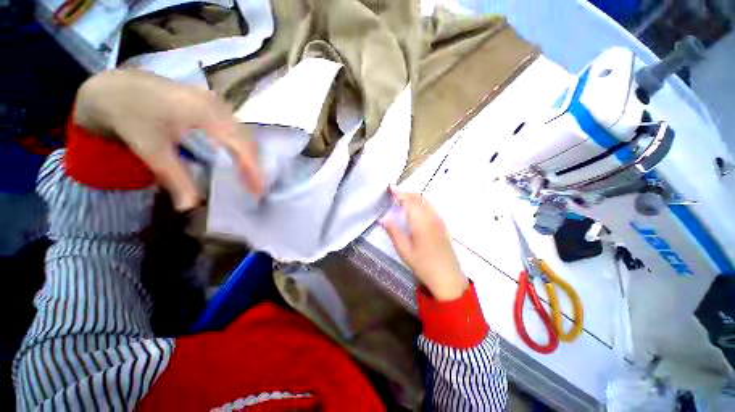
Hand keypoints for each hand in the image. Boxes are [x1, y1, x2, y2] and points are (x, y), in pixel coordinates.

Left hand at [74, 69, 262, 209]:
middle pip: (248, 138)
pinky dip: (241, 146)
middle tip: (256, 187)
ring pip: (244, 133)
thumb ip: (175, 178)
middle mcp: (218, 105)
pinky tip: (237, 158)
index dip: (254, 168)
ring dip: (250, 156)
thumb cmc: (129, 114)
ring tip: (250, 176)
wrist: (114, 87)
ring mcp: (217, 102)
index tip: (259, 191)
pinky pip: (235, 128)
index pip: (241, 144)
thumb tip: (189, 207)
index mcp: (205, 112)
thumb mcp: (150, 148)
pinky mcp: (213, 105)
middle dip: (256, 164)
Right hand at [382, 189, 467, 300]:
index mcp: (421, 222)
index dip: (399, 192)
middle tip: (394, 192)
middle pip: (418, 197)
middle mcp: (431, 217)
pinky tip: (415, 209)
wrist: (448, 277)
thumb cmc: (423, 265)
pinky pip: (430, 207)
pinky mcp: (442, 224)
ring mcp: (439, 220)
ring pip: (426, 201)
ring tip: (402, 198)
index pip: (409, 200)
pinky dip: (421, 202)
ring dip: (414, 196)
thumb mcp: (404, 250)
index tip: (390, 188)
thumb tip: (383, 218)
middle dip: (406, 192)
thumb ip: (393, 232)